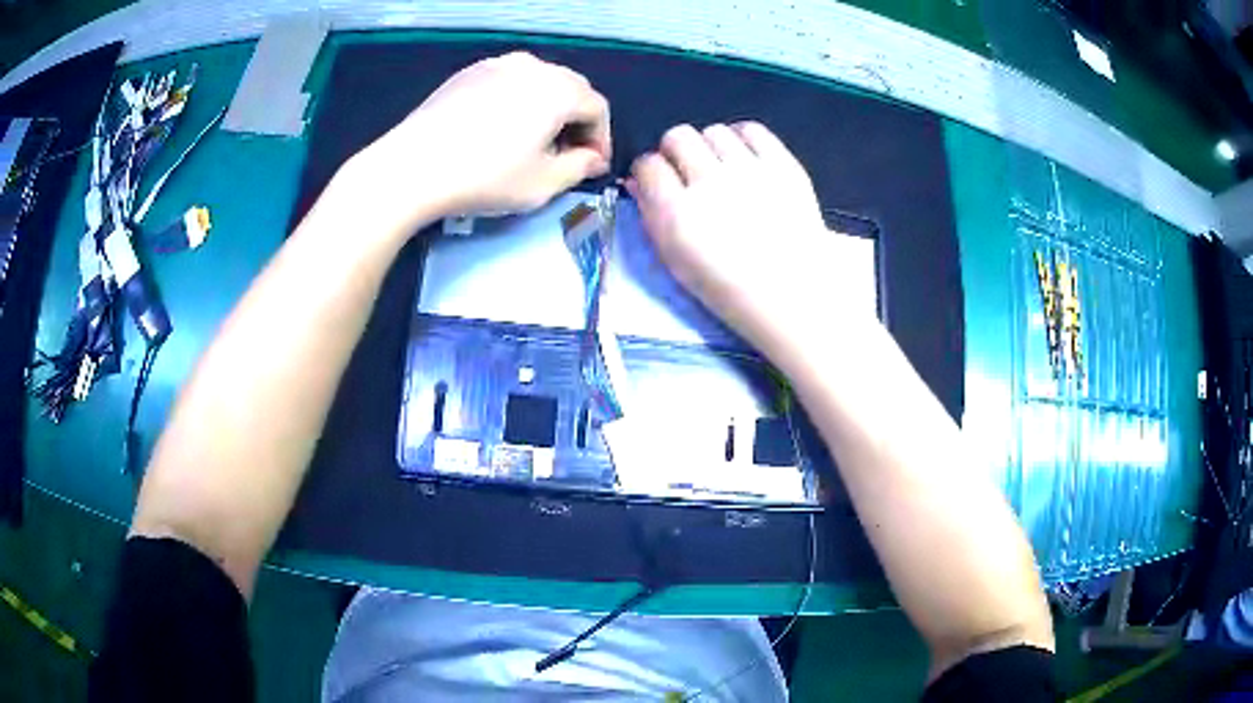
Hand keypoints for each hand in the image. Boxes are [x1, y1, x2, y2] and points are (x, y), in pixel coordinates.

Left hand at [344, 52, 610, 233]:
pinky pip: (508, 80)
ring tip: (534, 139)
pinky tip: (501, 127)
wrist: (412, 166)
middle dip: (577, 120)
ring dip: (548, 108)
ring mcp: (496, 64)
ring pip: (539, 81)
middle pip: (571, 88)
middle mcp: (533, 66)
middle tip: (567, 153)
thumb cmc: (484, 177)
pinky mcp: (468, 73)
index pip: (597, 107)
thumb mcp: (542, 184)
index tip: (592, 165)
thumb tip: (593, 159)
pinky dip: (518, 100)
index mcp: (558, 89)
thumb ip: (580, 167)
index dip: (601, 137)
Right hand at [628, 122, 835, 354]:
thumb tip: (638, 180)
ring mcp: (749, 170)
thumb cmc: (729, 287)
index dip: (649, 171)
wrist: (794, 294)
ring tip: (723, 168)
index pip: (647, 164)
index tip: (659, 182)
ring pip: (713, 131)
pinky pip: (753, 130)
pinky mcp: (782, 164)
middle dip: (676, 151)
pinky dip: (744, 140)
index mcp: (677, 213)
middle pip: (677, 137)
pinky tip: (746, 159)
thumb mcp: (676, 262)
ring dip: (711, 147)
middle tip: (690, 172)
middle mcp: (710, 182)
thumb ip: (651, 217)